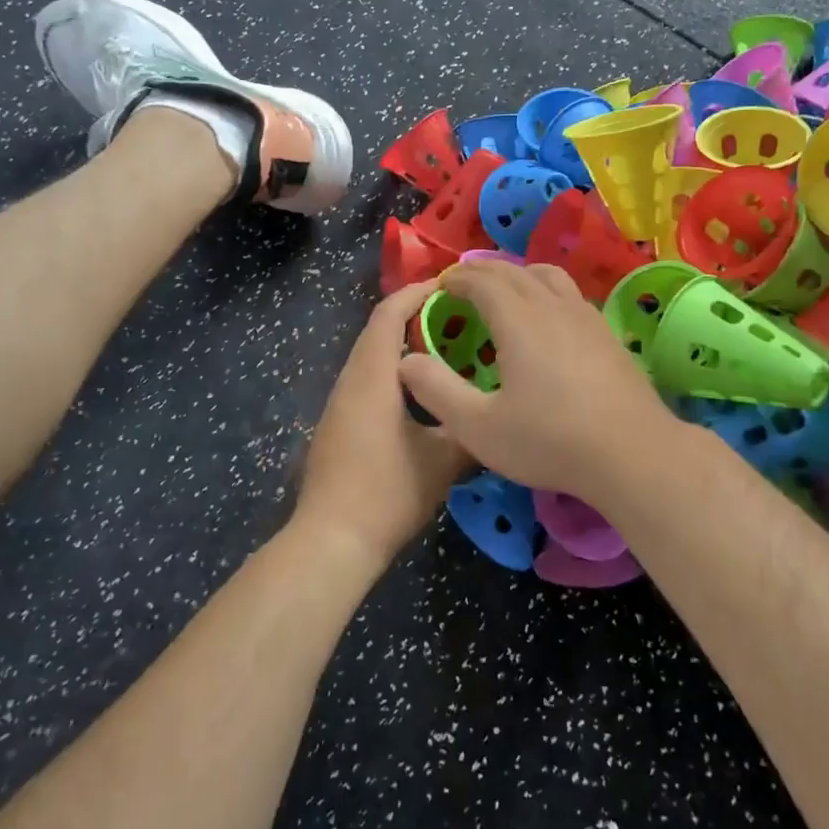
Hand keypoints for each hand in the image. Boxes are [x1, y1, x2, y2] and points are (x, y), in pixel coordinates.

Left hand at [296, 282, 473, 565]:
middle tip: (460, 316)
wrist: (331, 543)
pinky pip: (367, 380)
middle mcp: (350, 380)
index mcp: (372, 376)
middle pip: (378, 330)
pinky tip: (422, 392)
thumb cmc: (387, 493)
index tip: (451, 286)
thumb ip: (472, 430)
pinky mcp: (338, 425)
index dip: (417, 292)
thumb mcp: (443, 462)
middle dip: (415, 315)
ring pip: (371, 357)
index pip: (389, 313)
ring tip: (448, 348)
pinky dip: (394, 370)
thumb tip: (497, 416)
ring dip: (404, 345)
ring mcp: (339, 404)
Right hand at [396, 262, 682, 506]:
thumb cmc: (549, 440)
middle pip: (514, 271)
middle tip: (463, 284)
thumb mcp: (479, 427)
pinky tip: (548, 319)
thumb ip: (437, 391)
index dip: (457, 279)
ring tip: (505, 290)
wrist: (632, 452)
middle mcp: (552, 306)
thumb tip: (406, 361)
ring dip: (518, 275)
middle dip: (483, 272)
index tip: (441, 286)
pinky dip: (546, 291)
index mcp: (518, 319)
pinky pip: (570, 295)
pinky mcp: (607, 334)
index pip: (482, 281)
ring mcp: (586, 316)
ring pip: (548, 276)